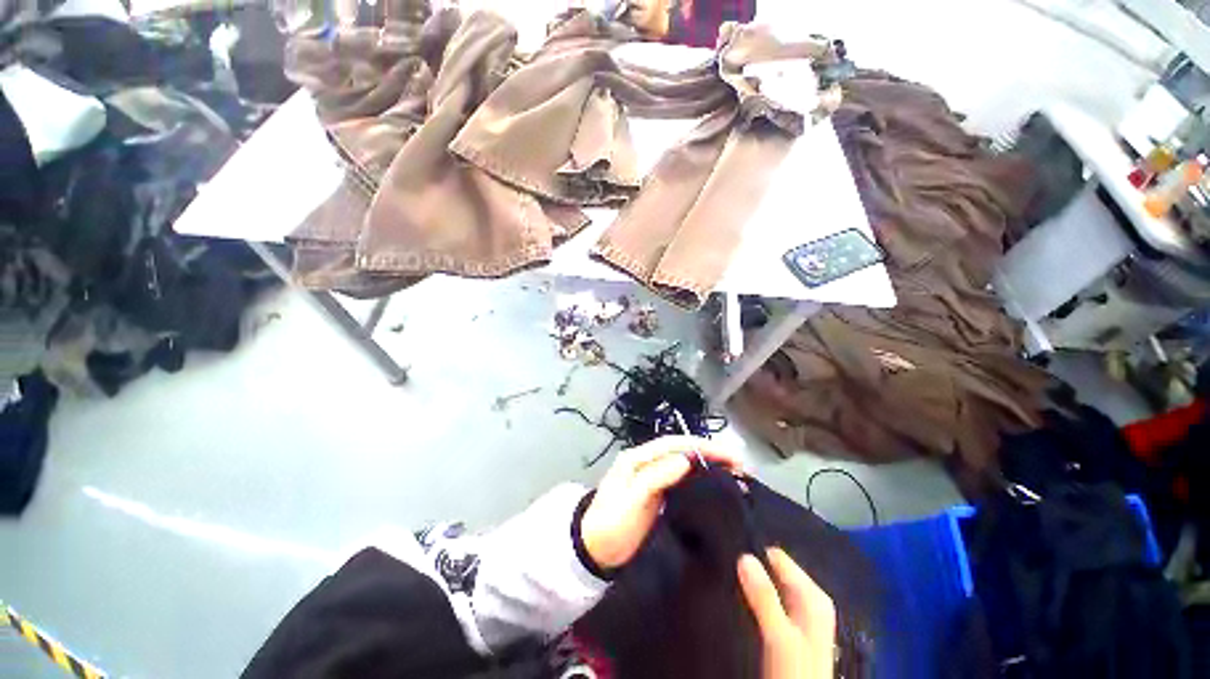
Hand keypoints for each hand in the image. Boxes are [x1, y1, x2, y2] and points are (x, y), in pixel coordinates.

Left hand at [580, 435, 741, 568]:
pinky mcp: (658, 492)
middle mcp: (646, 461)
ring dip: (707, 463)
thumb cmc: (611, 524)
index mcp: (637, 458)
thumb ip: (655, 477)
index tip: (728, 455)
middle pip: (681, 450)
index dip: (701, 446)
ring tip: (734, 472)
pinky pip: (682, 479)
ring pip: (684, 463)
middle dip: (709, 452)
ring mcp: (652, 476)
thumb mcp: (631, 500)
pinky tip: (714, 484)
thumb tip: (686, 459)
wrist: (595, 550)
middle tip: (739, 464)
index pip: (674, 444)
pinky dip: (700, 478)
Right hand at [738, 548, 836, 678]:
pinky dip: (754, 603)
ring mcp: (800, 615)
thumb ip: (764, 597)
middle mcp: (809, 600)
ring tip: (729, 589)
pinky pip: (768, 604)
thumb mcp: (780, 637)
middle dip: (751, 573)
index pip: (778, 558)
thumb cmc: (795, 673)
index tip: (728, 560)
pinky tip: (740, 606)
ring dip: (750, 589)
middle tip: (725, 576)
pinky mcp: (790, 630)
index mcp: (813, 595)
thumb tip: (743, 555)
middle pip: (774, 572)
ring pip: (769, 588)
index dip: (753, 556)